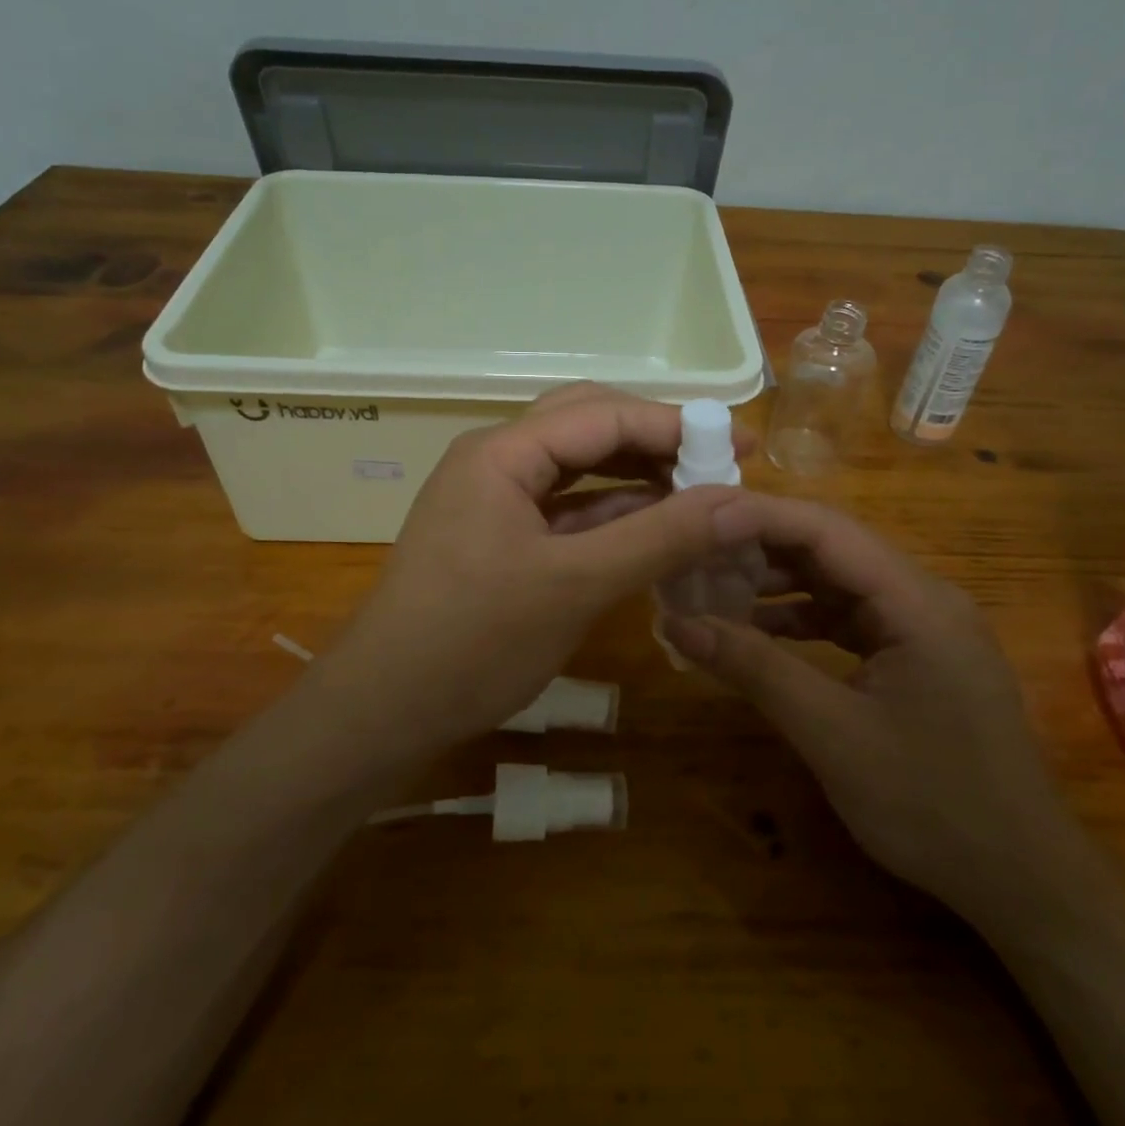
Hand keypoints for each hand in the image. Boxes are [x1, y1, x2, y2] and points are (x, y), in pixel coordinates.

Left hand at [335, 384, 754, 749]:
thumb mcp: (576, 586)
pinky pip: (566, 507)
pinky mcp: (499, 535)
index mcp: (502, 452)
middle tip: (718, 462)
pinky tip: (654, 526)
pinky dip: (611, 512)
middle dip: (656, 439)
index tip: (741, 445)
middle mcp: (495, 459)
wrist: (383, 711)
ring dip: (637, 475)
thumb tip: (741, 502)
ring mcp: (493, 497)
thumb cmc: (473, 642)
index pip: (604, 415)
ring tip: (698, 491)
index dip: (677, 425)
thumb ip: (660, 537)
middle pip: (588, 425)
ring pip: (578, 466)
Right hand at [660, 495, 1078, 913]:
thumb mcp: (832, 733)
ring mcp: (921, 625)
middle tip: (692, 550)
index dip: (756, 517)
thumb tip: (676, 622)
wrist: (1023, 882)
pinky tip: (754, 629)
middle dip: (758, 546)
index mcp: (916, 600)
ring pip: (836, 580)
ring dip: (775, 581)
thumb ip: (754, 668)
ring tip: (710, 585)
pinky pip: (847, 617)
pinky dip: (799, 618)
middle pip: (829, 548)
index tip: (694, 522)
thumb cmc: (932, 805)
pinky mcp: (914, 654)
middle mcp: (922, 596)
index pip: (825, 530)